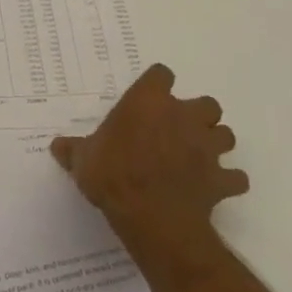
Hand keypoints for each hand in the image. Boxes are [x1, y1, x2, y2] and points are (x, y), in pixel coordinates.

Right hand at [51, 64, 247, 262]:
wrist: (152, 216)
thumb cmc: (113, 175)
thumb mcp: (83, 160)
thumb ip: (74, 150)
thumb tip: (56, 146)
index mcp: (149, 102)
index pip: (162, 75)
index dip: (158, 85)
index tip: (149, 98)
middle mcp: (183, 116)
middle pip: (207, 103)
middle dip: (198, 115)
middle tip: (179, 130)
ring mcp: (207, 148)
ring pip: (226, 135)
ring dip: (216, 143)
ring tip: (200, 156)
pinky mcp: (221, 180)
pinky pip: (235, 178)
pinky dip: (229, 181)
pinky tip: (216, 188)